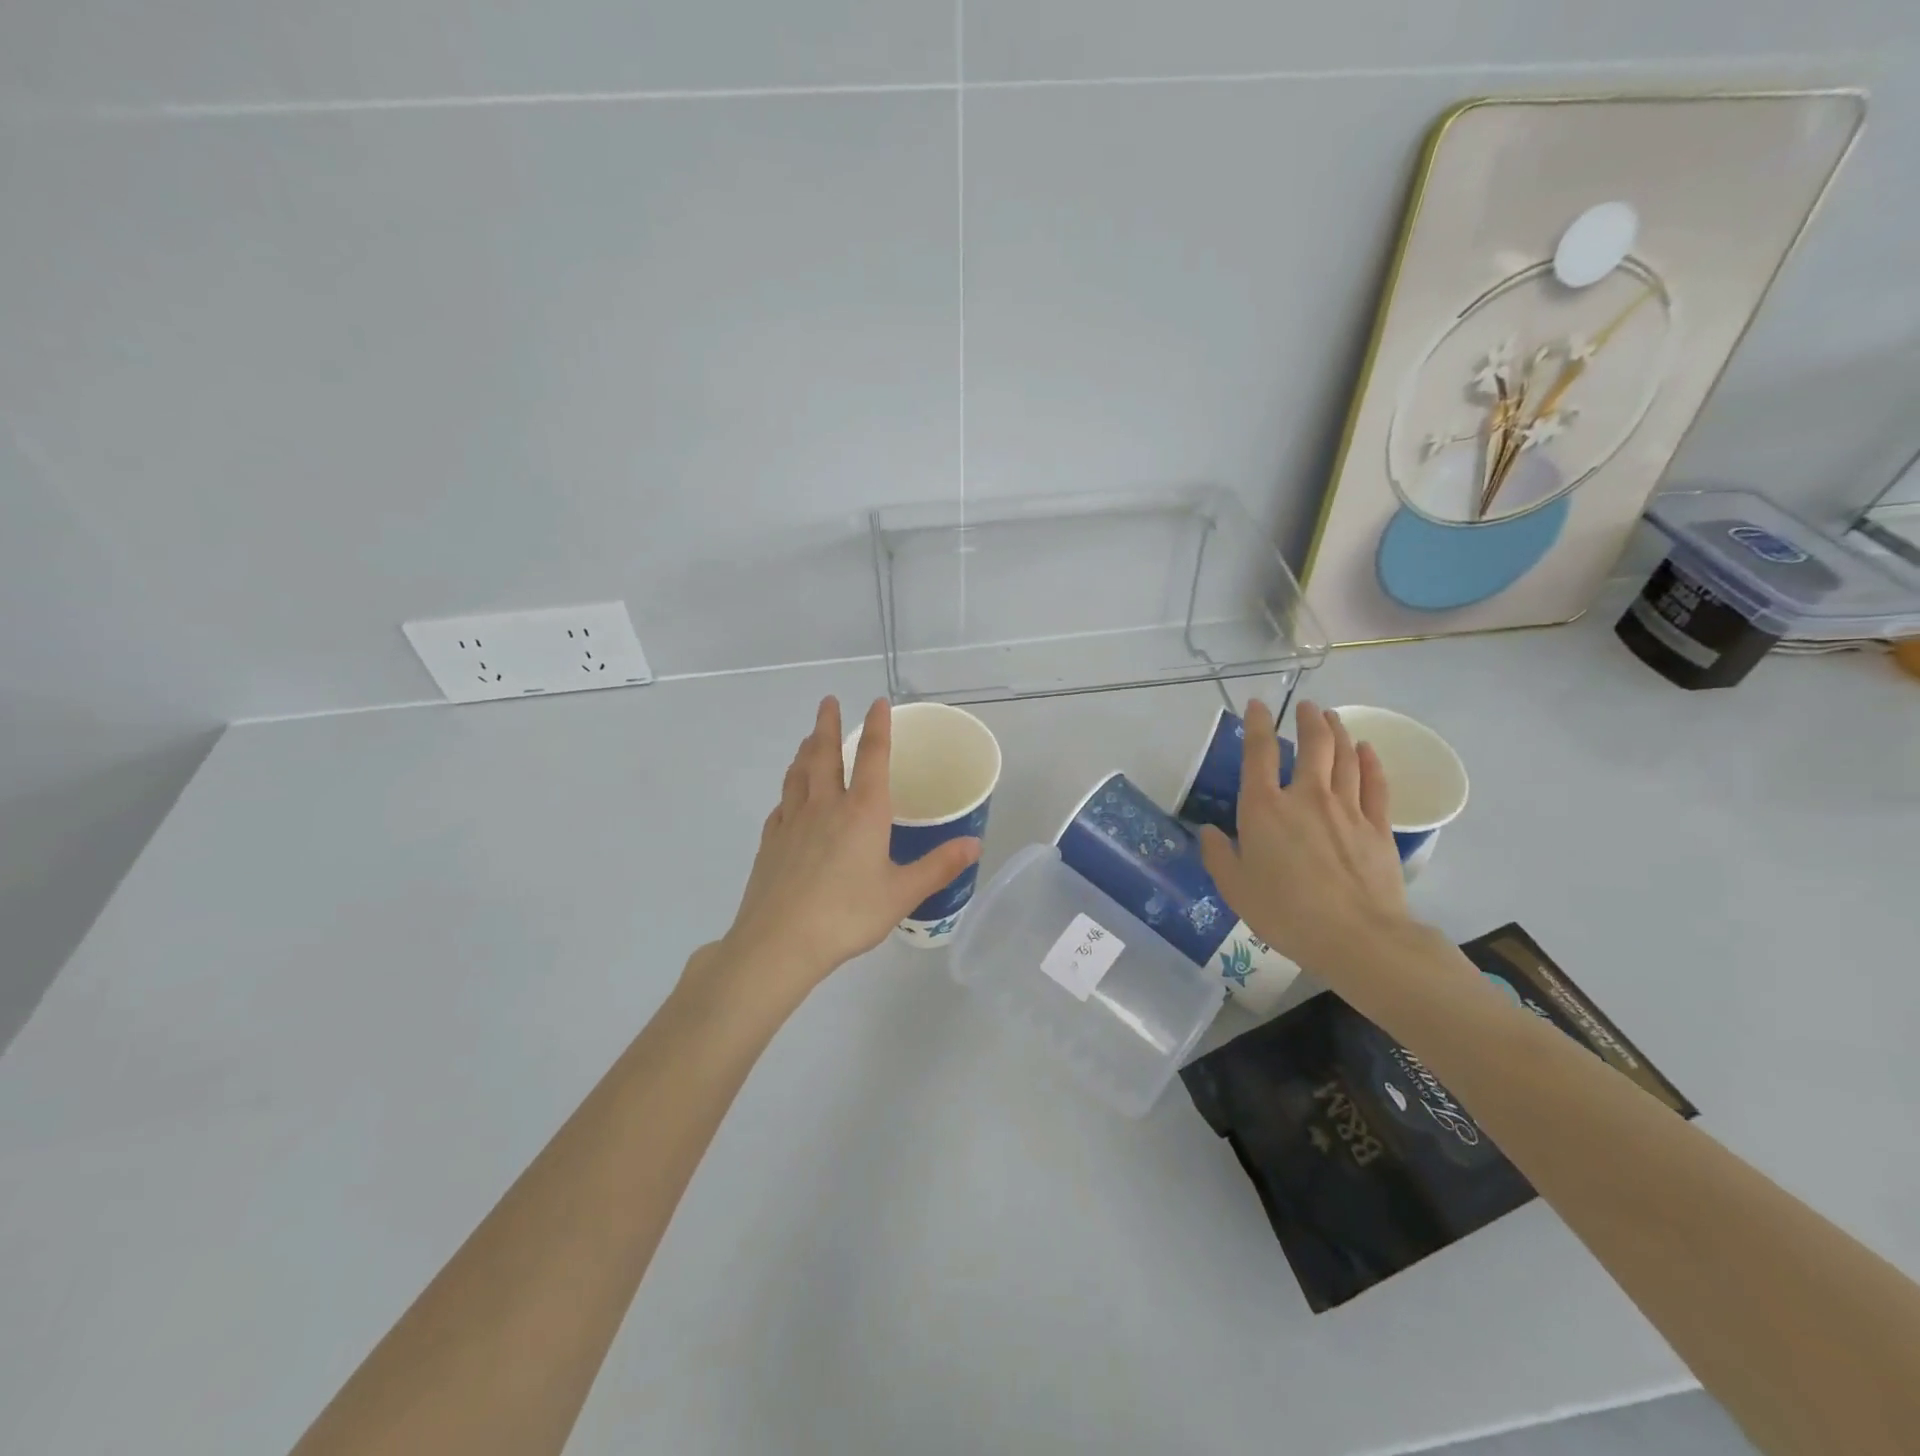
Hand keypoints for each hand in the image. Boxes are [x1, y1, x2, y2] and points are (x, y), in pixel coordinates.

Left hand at [707, 696, 981, 998]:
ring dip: (805, 749)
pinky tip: (789, 797)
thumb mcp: (902, 894)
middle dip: (827, 724)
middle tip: (828, 701)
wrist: (780, 942)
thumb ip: (938, 866)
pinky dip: (789, 790)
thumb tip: (975, 844)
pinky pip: (782, 804)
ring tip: (808, 737)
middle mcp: (825, 806)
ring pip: (798, 773)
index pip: (872, 757)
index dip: (878, 726)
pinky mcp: (771, 841)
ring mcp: (792, 822)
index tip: (877, 702)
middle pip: (824, 754)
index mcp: (862, 812)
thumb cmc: (847, 915)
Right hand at [1198, 699, 1416, 983]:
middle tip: (1307, 706)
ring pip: (1344, 758)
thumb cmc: (1284, 913)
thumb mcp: (1234, 888)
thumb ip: (1217, 855)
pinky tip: (1366, 750)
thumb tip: (1208, 831)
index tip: (1258, 705)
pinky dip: (1369, 762)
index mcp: (1264, 809)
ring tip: (1332, 718)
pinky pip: (1375, 784)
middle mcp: (1306, 797)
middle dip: (1308, 720)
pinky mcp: (1377, 827)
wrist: (1356, 937)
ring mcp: (1347, 809)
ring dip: (1337, 732)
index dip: (1256, 725)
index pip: (1258, 754)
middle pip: (1312, 745)